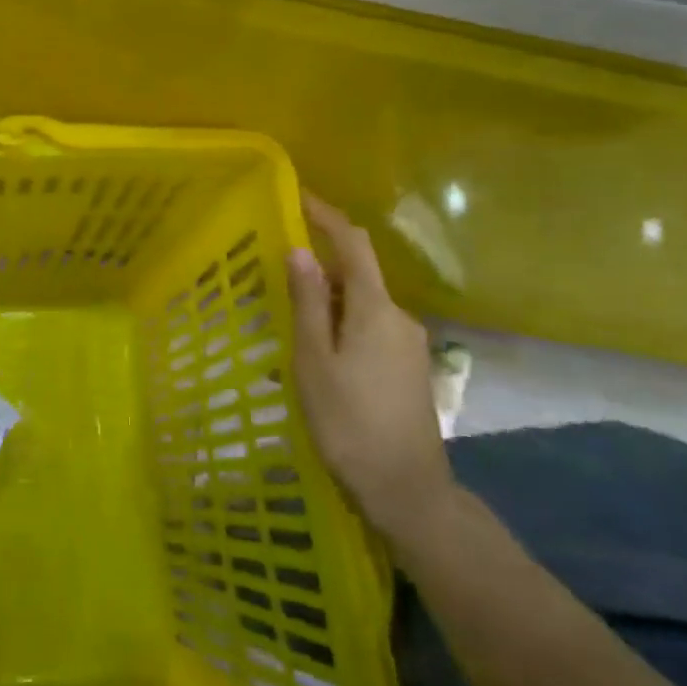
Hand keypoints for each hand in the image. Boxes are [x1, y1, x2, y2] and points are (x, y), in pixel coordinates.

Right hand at [288, 193, 455, 542]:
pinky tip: (319, 351)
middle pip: (357, 274)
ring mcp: (409, 344)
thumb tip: (300, 251)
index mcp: (375, 308)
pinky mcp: (409, 367)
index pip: (353, 244)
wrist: (407, 489)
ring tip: (290, 321)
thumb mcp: (314, 360)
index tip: (299, 196)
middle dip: (319, 267)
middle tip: (276, 278)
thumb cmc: (349, 422)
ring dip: (328, 301)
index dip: (327, 216)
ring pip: (362, 304)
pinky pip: (370, 327)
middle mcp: (400, 316)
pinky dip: (342, 324)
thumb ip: (308, 302)